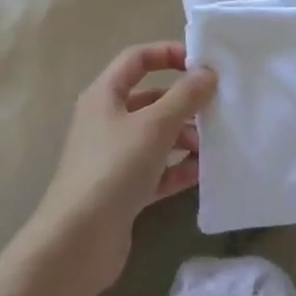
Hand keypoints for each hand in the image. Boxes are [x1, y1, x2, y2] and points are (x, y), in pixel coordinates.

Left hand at [22, 42, 216, 295]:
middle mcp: (106, 121)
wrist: (78, 241)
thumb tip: (207, 72)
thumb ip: (185, 96)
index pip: (136, 59)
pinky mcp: (123, 189)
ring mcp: (113, 157)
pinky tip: (203, 172)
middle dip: (183, 102)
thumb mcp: (154, 126)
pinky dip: (179, 167)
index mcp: (104, 95)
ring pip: (156, 135)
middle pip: (150, 99)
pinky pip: (157, 169)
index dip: (167, 54)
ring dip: (185, 136)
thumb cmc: (114, 169)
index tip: (201, 62)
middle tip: (216, 107)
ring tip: (213, 144)